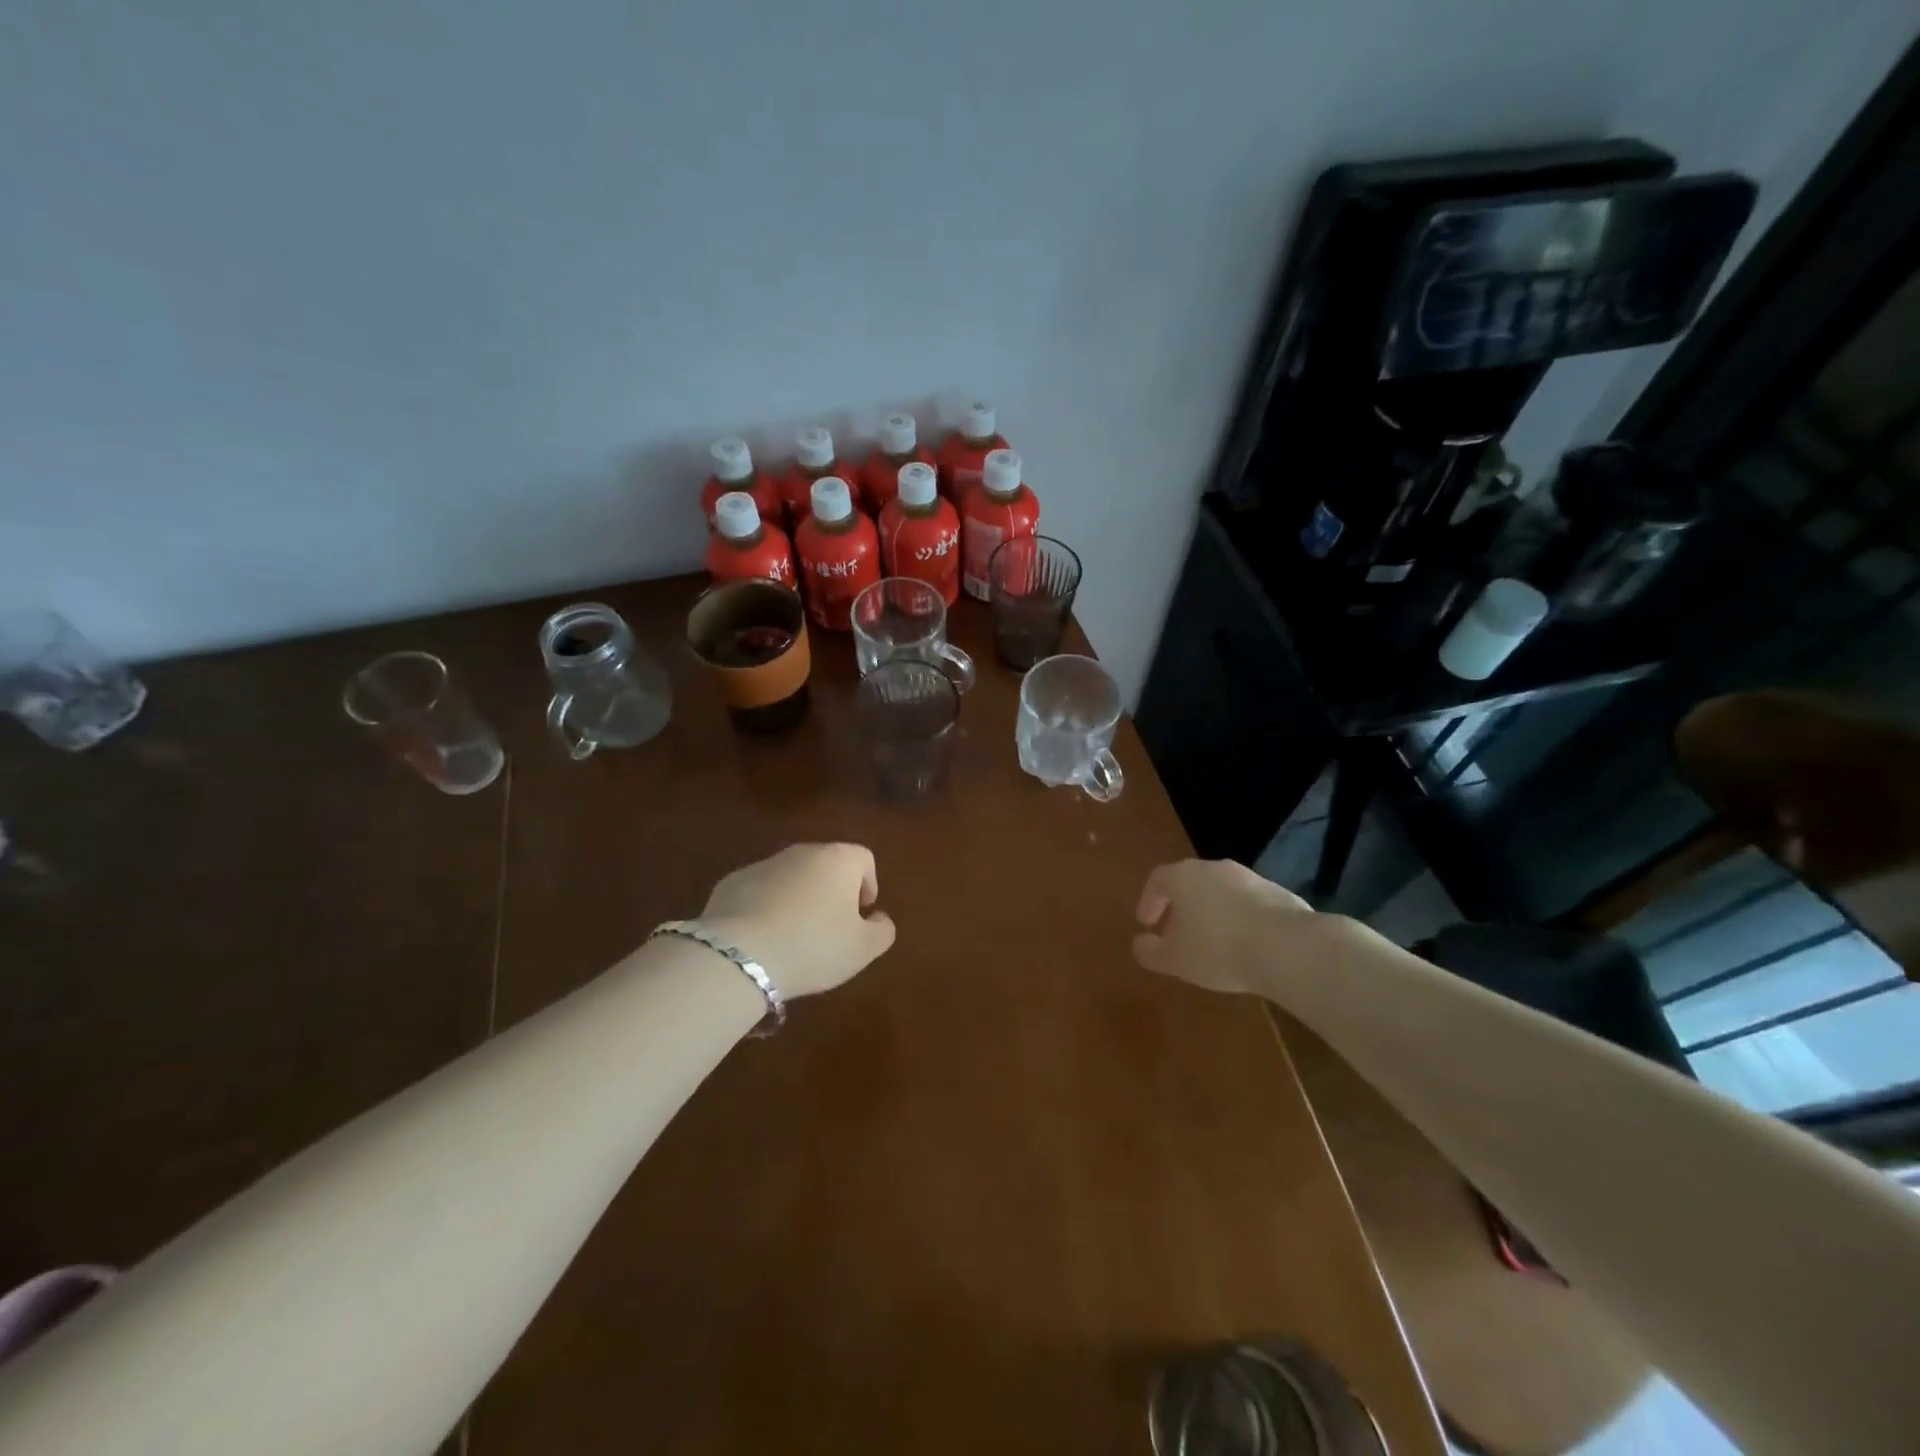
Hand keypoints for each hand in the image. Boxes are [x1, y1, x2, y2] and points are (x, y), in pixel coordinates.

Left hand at [699, 844, 896, 998]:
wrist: (739, 956)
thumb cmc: (814, 946)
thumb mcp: (863, 949)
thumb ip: (882, 930)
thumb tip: (878, 918)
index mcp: (838, 860)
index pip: (863, 859)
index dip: (868, 885)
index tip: (861, 914)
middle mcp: (802, 852)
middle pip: (826, 865)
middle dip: (831, 892)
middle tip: (829, 929)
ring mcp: (763, 864)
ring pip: (791, 877)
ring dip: (798, 899)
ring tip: (793, 938)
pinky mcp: (731, 882)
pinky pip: (759, 892)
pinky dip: (765, 908)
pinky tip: (762, 940)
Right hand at [1132, 858, 1315, 995]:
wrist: (1288, 947)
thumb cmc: (1218, 949)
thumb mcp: (1174, 959)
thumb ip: (1150, 951)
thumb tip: (1140, 944)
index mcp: (1184, 876)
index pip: (1157, 879)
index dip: (1149, 901)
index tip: (1147, 925)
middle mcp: (1215, 868)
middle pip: (1190, 882)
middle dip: (1180, 907)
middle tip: (1176, 933)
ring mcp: (1250, 878)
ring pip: (1220, 891)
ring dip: (1211, 912)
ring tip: (1212, 943)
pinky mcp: (1279, 894)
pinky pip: (1248, 904)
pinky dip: (1239, 919)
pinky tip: (1244, 946)